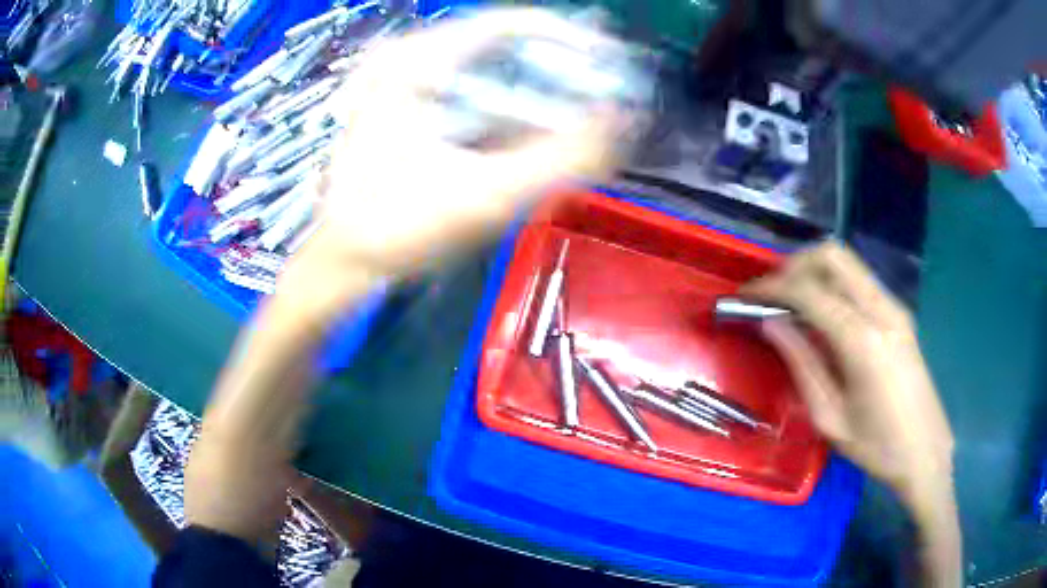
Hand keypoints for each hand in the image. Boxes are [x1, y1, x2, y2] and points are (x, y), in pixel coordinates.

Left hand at [307, 9, 619, 278]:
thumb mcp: (482, 197)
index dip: (568, 38)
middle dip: (558, 69)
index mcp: (417, 64)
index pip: (507, 25)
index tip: (610, 64)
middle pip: (503, 46)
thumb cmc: (397, 230)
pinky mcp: (413, 108)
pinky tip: (535, 133)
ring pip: (491, 70)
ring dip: (538, 90)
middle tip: (603, 96)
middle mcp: (411, 61)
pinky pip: (474, 93)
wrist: (345, 262)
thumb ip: (559, 160)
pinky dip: (512, 108)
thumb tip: (622, 122)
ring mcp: (408, 84)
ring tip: (580, 116)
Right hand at [742, 242, 953, 510]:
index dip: (772, 287)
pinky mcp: (900, 315)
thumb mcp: (830, 418)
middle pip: (833, 255)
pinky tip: (824, 317)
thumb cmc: (876, 447)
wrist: (926, 453)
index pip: (810, 291)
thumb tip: (770, 325)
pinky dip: (835, 286)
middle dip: (795, 265)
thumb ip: (802, 364)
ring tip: (792, 303)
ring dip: (815, 272)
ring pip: (848, 264)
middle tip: (773, 293)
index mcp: (863, 340)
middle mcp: (882, 310)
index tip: (746, 295)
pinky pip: (861, 282)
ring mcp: (895, 308)